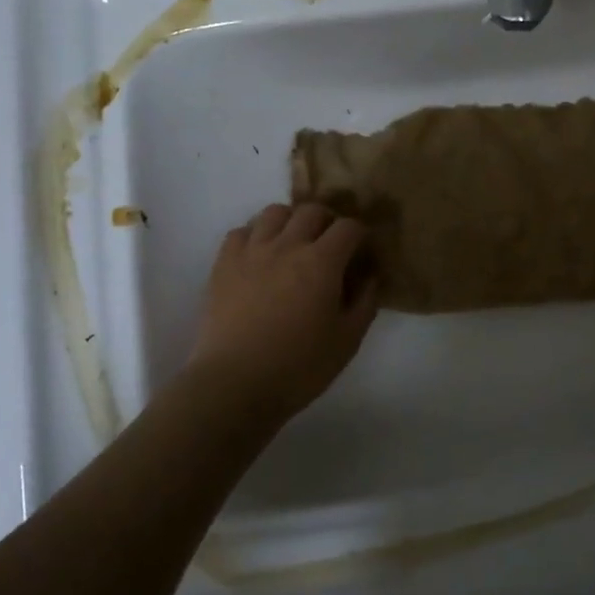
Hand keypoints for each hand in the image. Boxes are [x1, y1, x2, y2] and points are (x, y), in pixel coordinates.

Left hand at [188, 201, 378, 422]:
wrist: (234, 384)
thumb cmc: (298, 367)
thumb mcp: (347, 341)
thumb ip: (365, 303)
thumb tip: (370, 277)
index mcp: (322, 262)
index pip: (348, 227)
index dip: (360, 234)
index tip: (361, 250)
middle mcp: (287, 245)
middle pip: (312, 211)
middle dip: (327, 221)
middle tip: (330, 244)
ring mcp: (251, 251)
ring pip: (274, 212)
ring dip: (291, 221)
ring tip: (293, 243)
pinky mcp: (223, 264)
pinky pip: (241, 231)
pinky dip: (256, 235)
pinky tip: (260, 256)